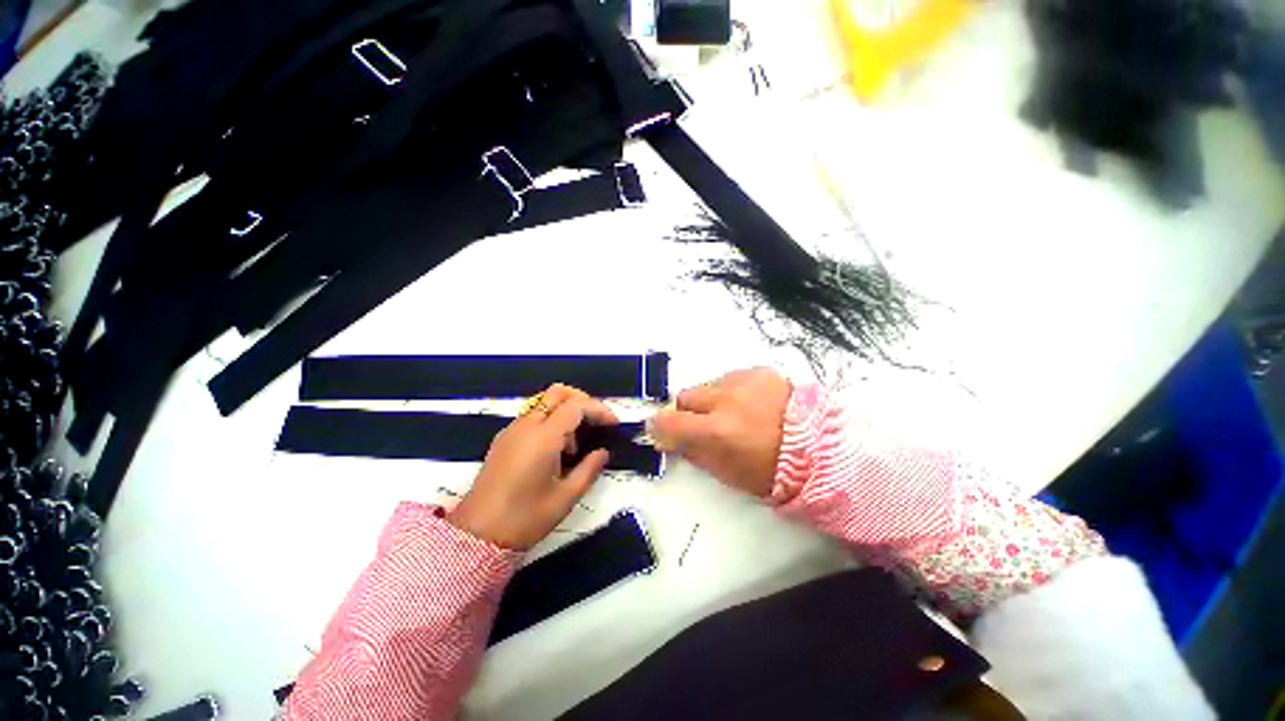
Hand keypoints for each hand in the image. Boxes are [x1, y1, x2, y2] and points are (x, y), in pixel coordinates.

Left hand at [448, 385, 617, 549]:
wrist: (475, 537)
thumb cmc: (524, 519)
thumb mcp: (565, 498)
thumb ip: (589, 470)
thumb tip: (603, 452)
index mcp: (543, 438)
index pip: (576, 406)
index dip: (598, 409)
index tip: (613, 424)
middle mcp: (526, 426)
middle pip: (557, 392)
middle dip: (582, 400)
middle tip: (596, 422)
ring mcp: (511, 431)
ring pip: (544, 403)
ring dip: (565, 413)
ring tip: (574, 448)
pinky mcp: (503, 440)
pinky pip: (532, 417)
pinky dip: (550, 422)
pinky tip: (554, 452)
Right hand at [648, 368, 790, 497]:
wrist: (822, 449)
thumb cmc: (773, 471)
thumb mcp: (728, 473)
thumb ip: (695, 453)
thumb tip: (673, 440)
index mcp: (718, 432)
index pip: (668, 422)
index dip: (659, 428)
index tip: (663, 432)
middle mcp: (726, 400)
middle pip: (685, 397)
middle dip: (687, 412)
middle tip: (702, 425)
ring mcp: (744, 381)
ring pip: (708, 386)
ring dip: (712, 400)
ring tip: (734, 414)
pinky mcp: (760, 371)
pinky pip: (731, 377)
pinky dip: (732, 391)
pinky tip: (750, 404)